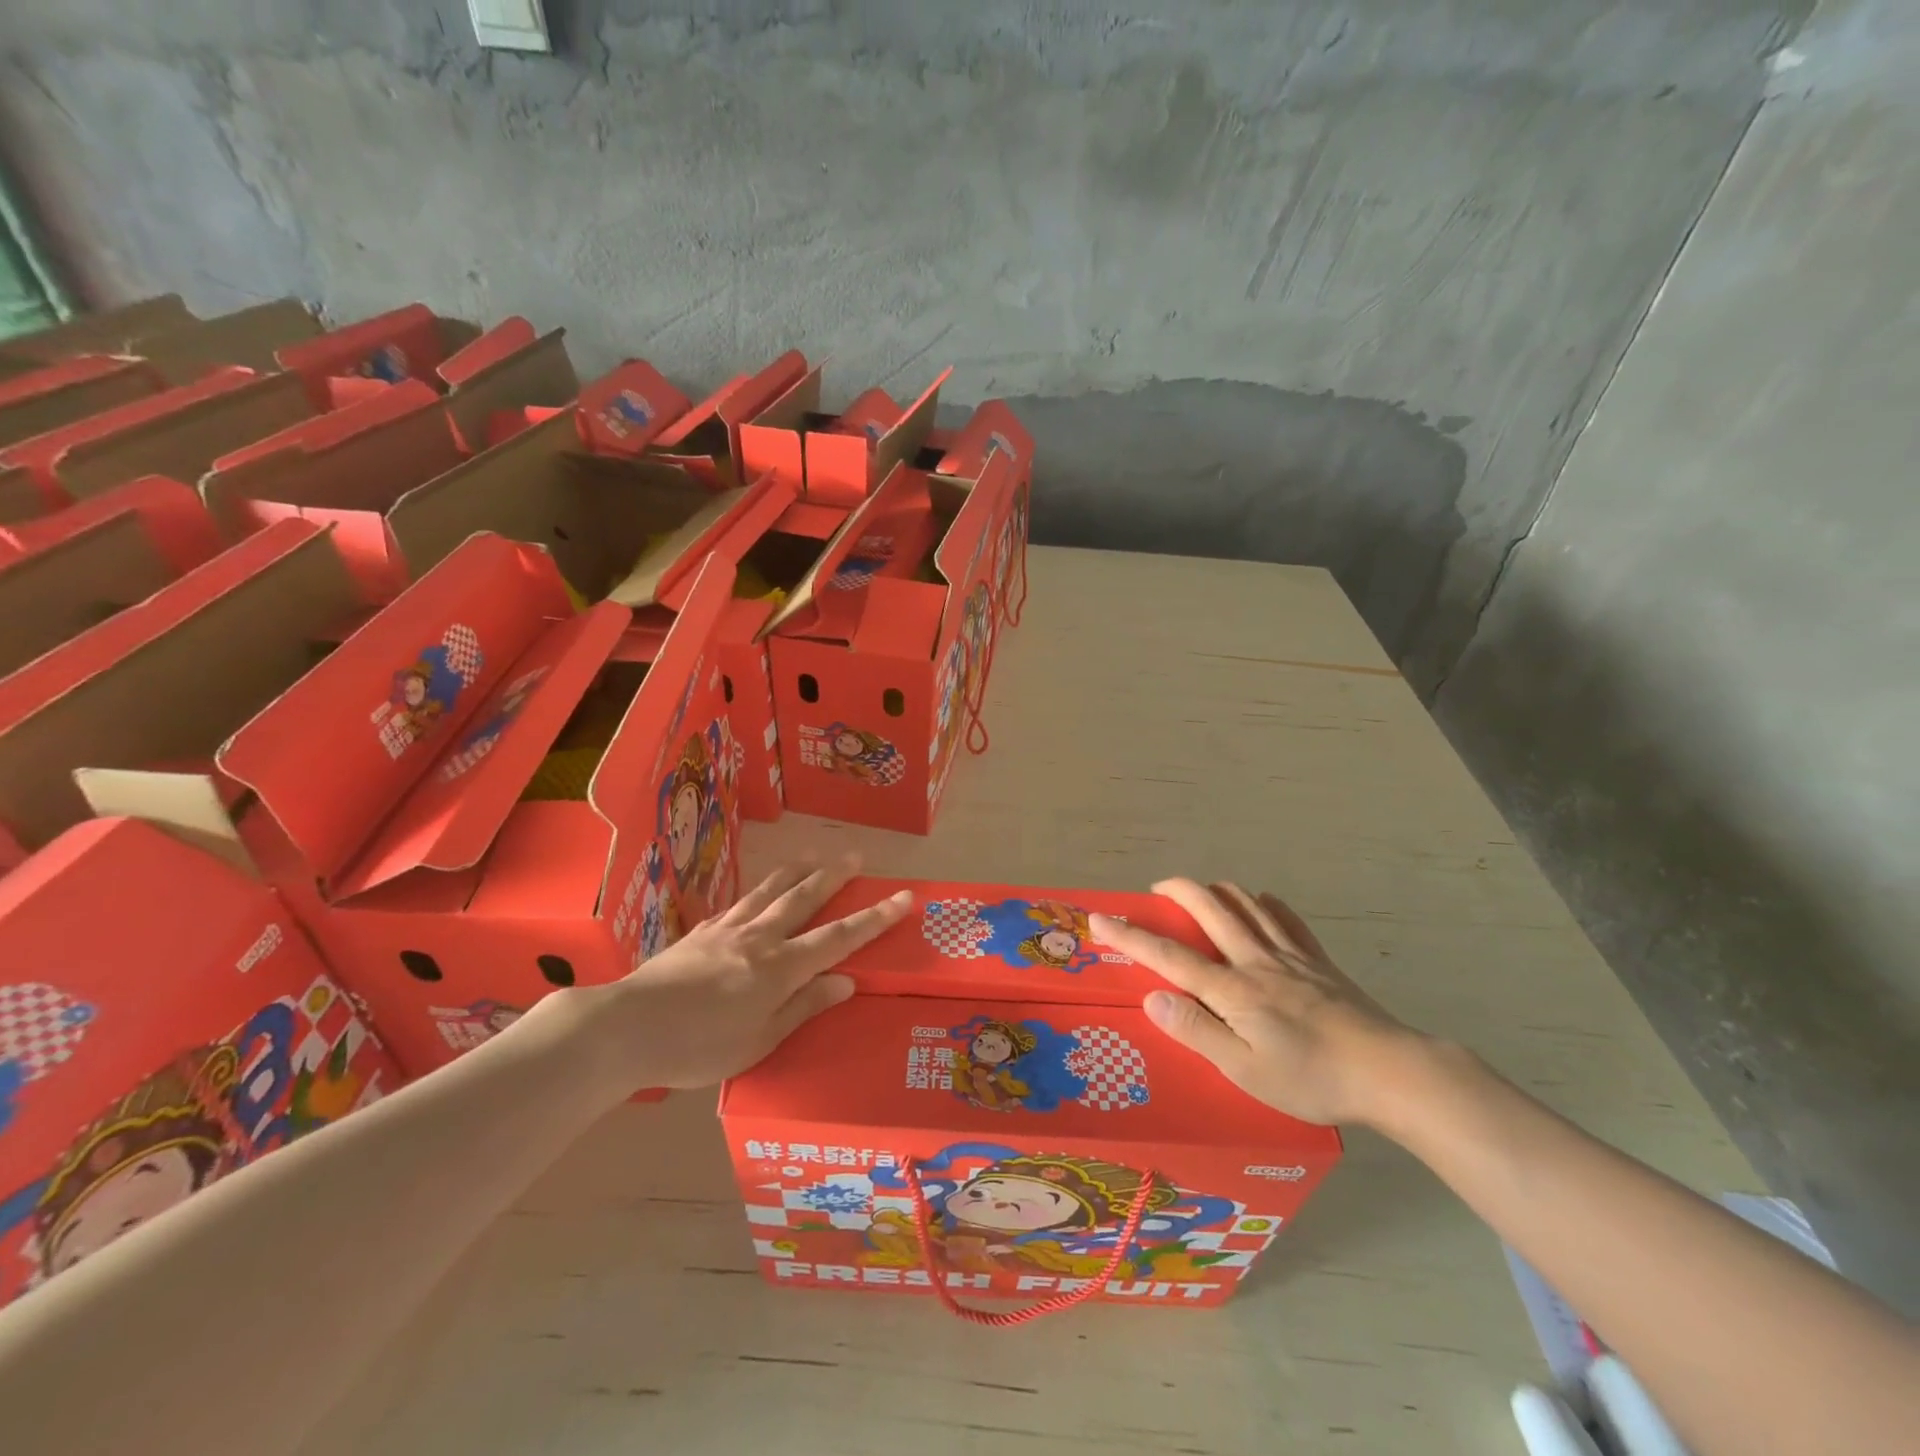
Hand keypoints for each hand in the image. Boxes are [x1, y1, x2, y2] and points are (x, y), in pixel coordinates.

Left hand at [581, 857, 910, 1090]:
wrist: (626, 1028)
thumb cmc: (699, 1047)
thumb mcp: (760, 1041)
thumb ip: (803, 1007)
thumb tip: (846, 981)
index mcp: (780, 968)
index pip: (839, 937)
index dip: (874, 917)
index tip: (903, 897)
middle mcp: (760, 938)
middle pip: (804, 898)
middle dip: (834, 876)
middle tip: (855, 855)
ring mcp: (728, 930)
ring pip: (770, 891)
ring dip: (796, 871)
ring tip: (813, 856)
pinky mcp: (701, 931)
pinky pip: (738, 904)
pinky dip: (756, 892)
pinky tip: (756, 892)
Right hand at [1090, 879, 1418, 1126]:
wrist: (1392, 1072)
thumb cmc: (1313, 1079)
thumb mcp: (1246, 1071)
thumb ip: (1197, 1032)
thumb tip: (1152, 999)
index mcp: (1233, 990)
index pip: (1169, 957)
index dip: (1131, 936)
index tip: (1100, 919)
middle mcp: (1256, 961)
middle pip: (1210, 909)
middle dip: (1177, 892)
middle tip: (1157, 889)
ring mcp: (1291, 956)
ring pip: (1246, 904)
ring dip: (1217, 890)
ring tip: (1201, 891)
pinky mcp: (1319, 962)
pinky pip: (1288, 919)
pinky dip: (1266, 904)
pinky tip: (1262, 904)